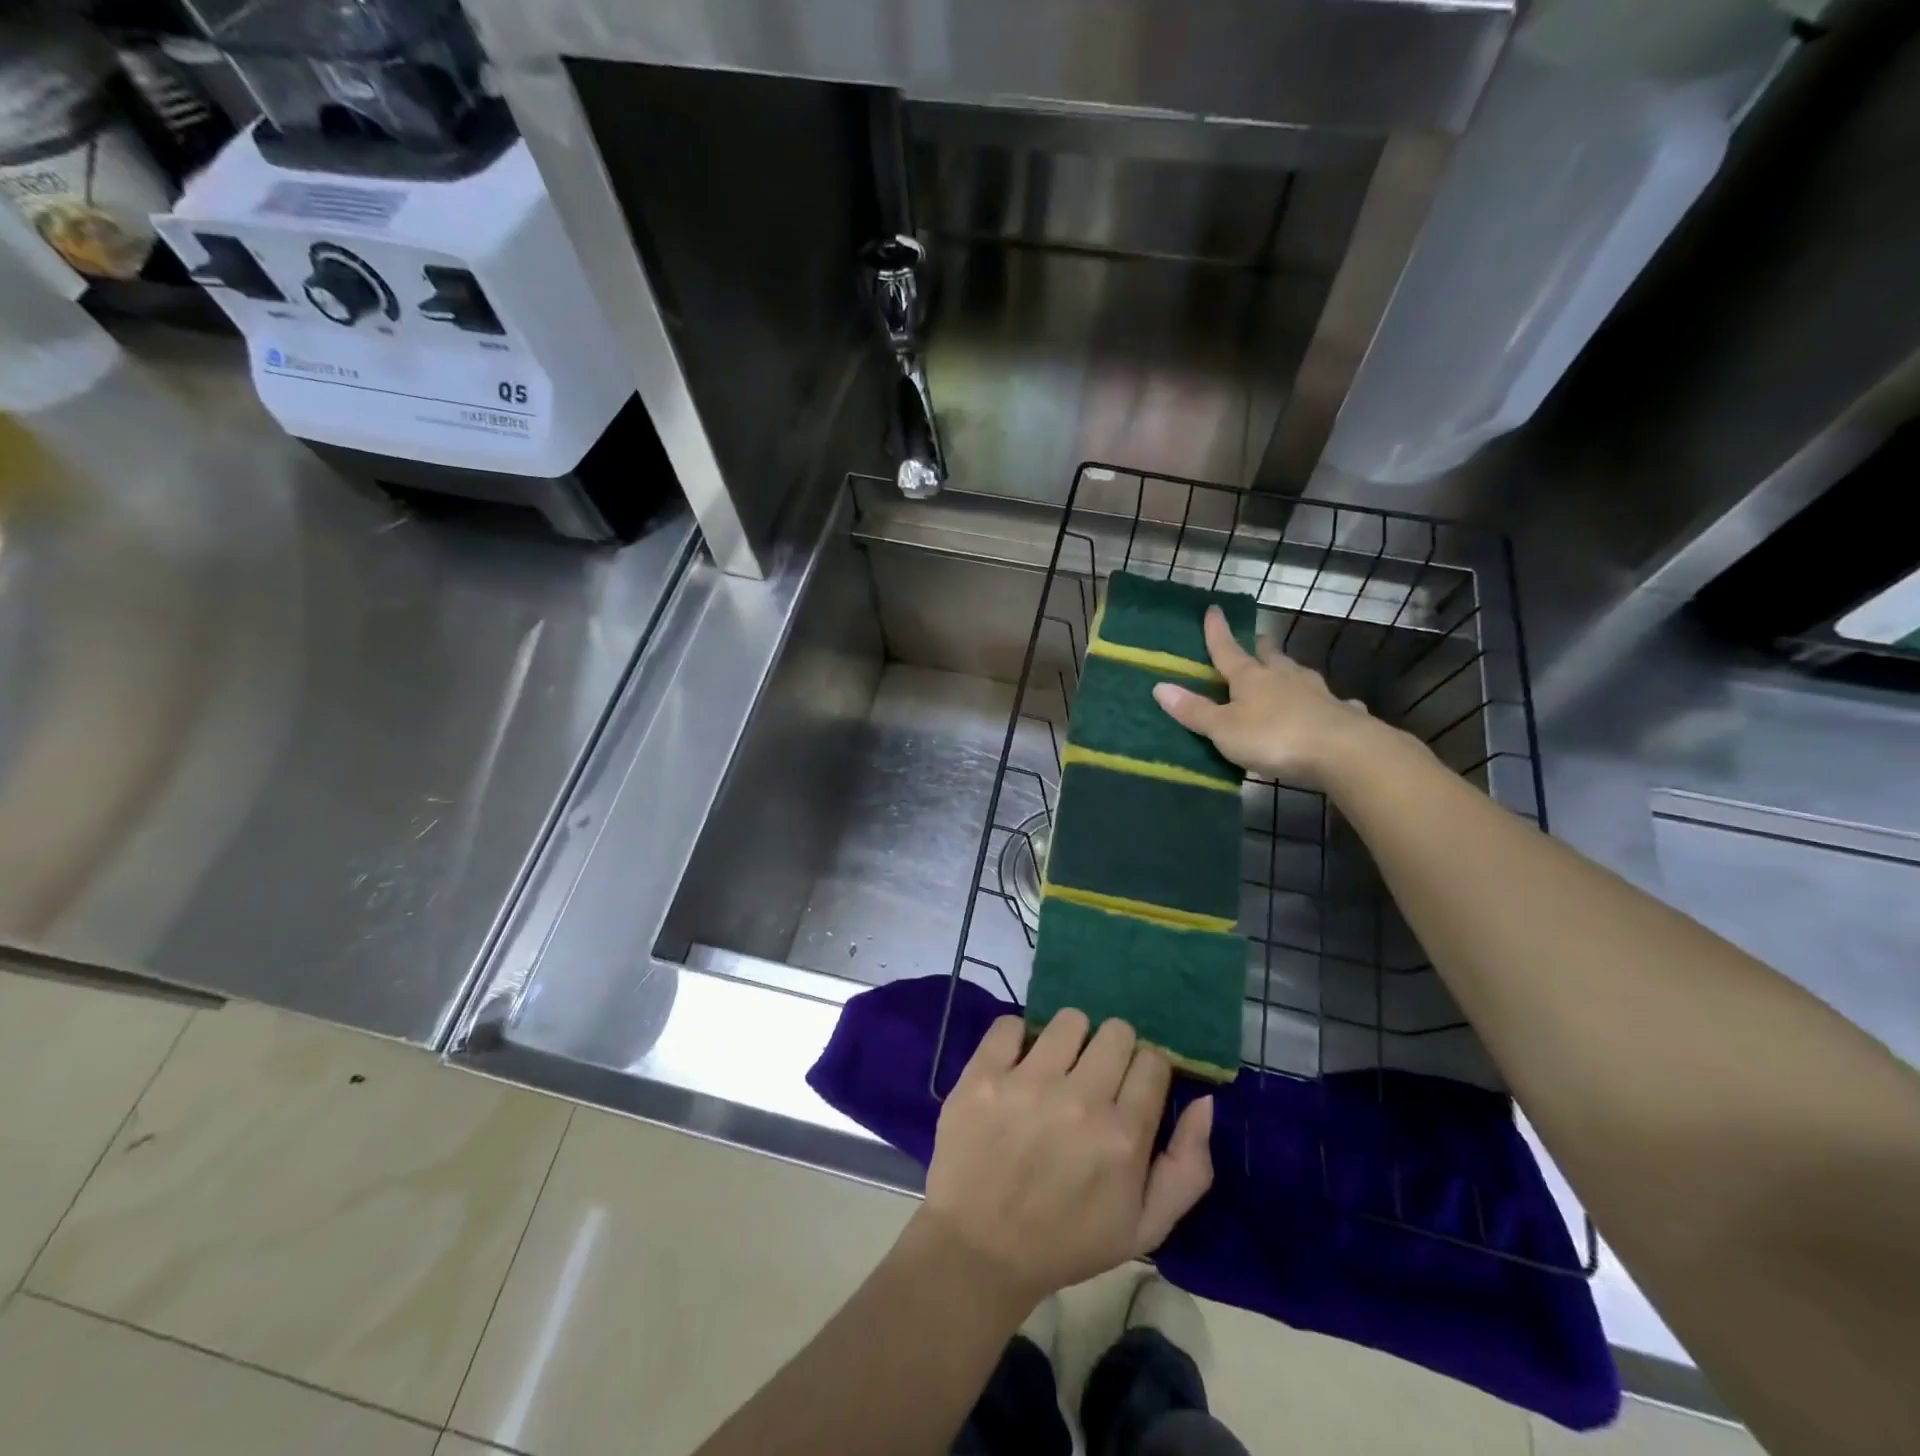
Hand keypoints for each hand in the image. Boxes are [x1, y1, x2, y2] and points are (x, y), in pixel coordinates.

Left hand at [920, 1011, 1213, 1311]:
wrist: (979, 1252)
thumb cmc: (1066, 1241)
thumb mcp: (1145, 1227)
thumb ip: (1188, 1167)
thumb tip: (1204, 1101)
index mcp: (1123, 1137)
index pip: (1153, 1060)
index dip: (1145, 1071)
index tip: (1128, 1089)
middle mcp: (1080, 1100)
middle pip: (1117, 1030)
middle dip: (1112, 1050)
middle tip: (1093, 1078)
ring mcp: (1027, 1083)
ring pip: (1069, 1019)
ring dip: (1068, 1040)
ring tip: (1055, 1069)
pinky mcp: (983, 1075)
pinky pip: (1009, 1023)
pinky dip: (1015, 1038)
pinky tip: (1015, 1065)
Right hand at [1152, 605, 1385, 785]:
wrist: (1342, 752)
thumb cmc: (1273, 737)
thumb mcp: (1224, 728)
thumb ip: (1194, 710)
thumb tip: (1159, 686)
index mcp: (1251, 678)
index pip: (1228, 650)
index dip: (1218, 632)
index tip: (1214, 609)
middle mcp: (1284, 678)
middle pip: (1269, 657)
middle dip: (1260, 648)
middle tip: (1257, 641)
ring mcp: (1317, 694)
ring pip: (1299, 675)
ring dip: (1289, 672)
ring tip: (1285, 670)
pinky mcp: (1341, 715)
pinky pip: (1332, 704)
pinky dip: (1328, 703)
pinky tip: (1335, 706)